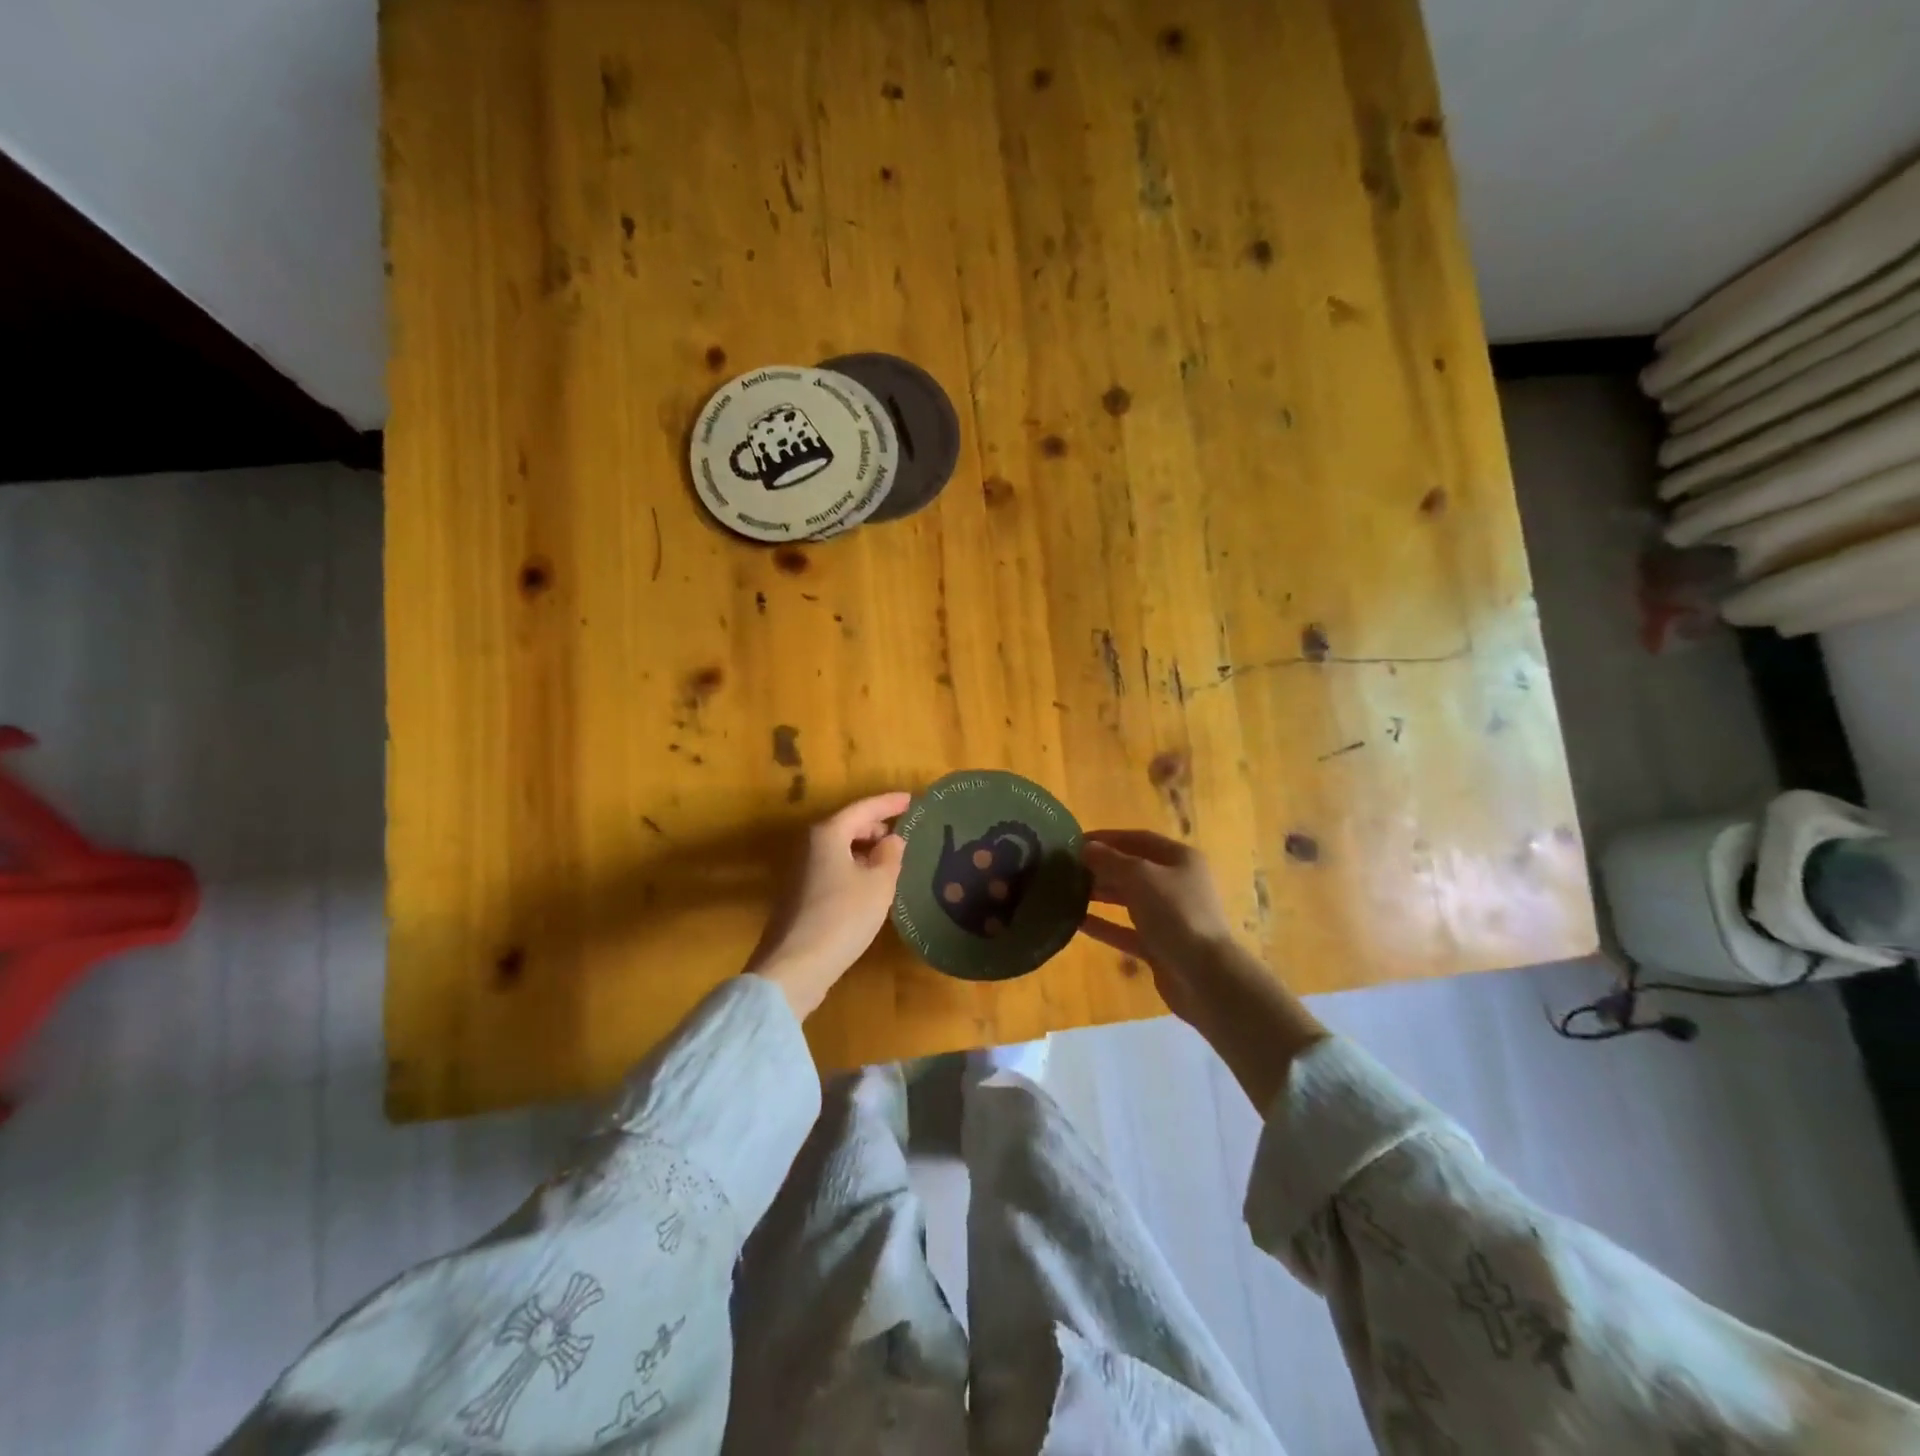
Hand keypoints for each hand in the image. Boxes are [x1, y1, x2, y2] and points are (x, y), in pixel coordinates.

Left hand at [745, 791, 910, 1019]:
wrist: (794, 967)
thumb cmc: (842, 917)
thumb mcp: (879, 885)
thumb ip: (890, 856)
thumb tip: (892, 840)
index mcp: (828, 834)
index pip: (864, 808)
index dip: (890, 803)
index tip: (911, 799)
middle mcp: (809, 845)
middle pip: (848, 826)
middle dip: (877, 827)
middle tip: (904, 835)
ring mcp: (800, 871)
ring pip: (839, 849)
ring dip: (865, 850)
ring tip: (891, 861)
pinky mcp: (799, 896)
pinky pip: (833, 868)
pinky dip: (853, 868)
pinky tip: (869, 886)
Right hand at [1078, 829, 1239, 1025]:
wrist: (1205, 976)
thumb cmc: (1176, 914)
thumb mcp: (1140, 877)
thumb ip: (1111, 860)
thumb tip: (1087, 848)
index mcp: (1180, 859)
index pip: (1139, 839)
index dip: (1107, 838)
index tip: (1075, 841)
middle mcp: (1177, 884)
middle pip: (1133, 869)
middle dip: (1101, 867)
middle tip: (1066, 868)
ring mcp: (1170, 917)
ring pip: (1129, 900)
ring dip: (1100, 894)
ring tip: (1067, 891)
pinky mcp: (1160, 946)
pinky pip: (1127, 930)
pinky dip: (1105, 925)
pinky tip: (1077, 923)